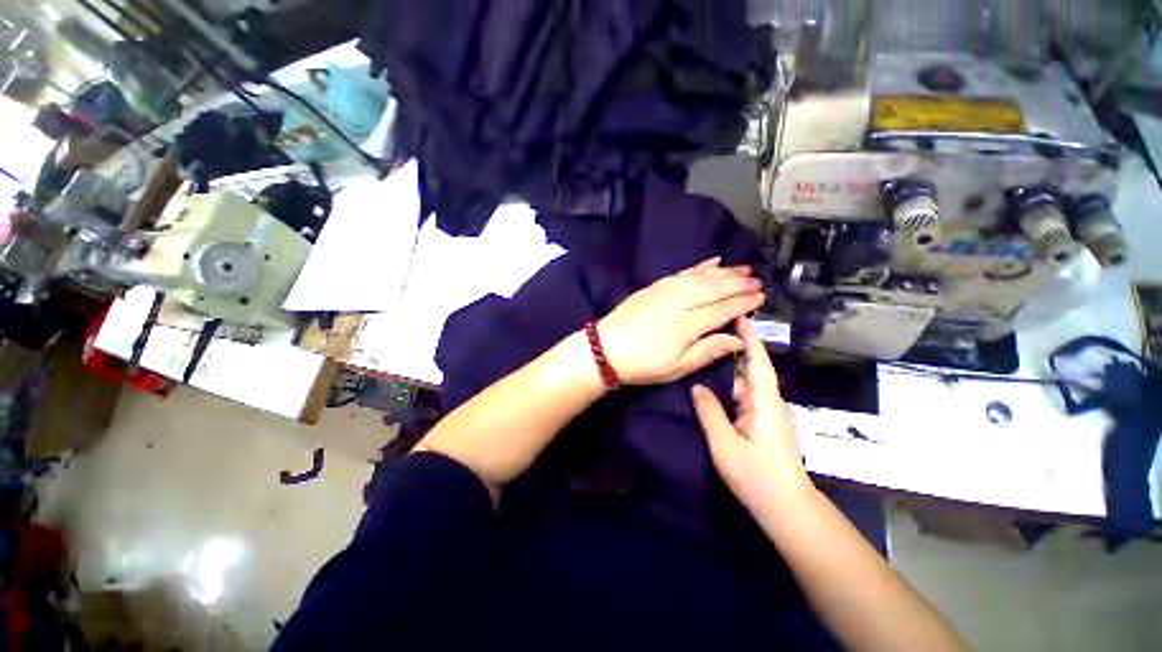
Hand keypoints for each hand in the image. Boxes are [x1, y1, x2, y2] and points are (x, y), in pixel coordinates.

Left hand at [598, 258, 764, 384]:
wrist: (605, 348)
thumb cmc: (642, 364)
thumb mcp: (676, 367)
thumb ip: (708, 351)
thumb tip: (739, 339)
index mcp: (687, 324)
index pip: (723, 309)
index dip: (744, 303)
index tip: (761, 297)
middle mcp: (679, 301)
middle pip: (715, 288)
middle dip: (739, 283)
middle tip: (758, 280)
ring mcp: (665, 290)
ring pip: (701, 276)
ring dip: (724, 272)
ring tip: (743, 269)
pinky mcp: (654, 286)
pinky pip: (682, 272)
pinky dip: (700, 266)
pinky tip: (712, 262)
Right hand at [691, 317, 811, 512]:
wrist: (786, 507)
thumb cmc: (756, 474)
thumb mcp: (724, 442)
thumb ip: (710, 411)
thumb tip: (697, 387)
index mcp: (764, 402)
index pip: (758, 362)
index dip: (750, 339)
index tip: (740, 317)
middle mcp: (771, 404)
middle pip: (751, 374)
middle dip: (733, 358)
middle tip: (709, 343)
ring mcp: (771, 416)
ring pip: (748, 389)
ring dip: (730, 379)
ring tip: (707, 368)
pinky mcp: (768, 427)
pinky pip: (748, 402)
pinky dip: (734, 394)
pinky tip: (718, 398)